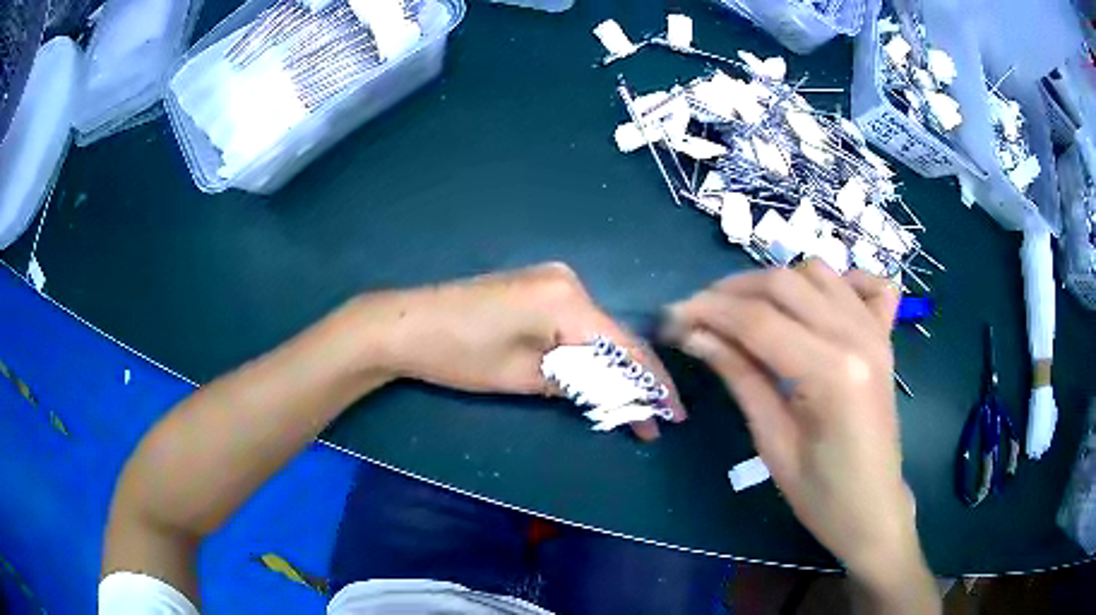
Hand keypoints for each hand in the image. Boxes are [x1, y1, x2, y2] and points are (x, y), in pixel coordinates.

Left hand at [356, 262, 683, 439]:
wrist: (405, 324)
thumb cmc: (458, 353)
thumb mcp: (522, 376)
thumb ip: (578, 382)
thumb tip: (620, 396)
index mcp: (567, 299)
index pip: (624, 346)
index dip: (653, 384)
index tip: (673, 416)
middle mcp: (569, 281)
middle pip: (615, 337)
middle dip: (635, 381)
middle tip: (652, 420)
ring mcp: (552, 281)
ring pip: (598, 332)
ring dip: (613, 370)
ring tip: (631, 408)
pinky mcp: (536, 289)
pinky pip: (577, 324)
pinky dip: (590, 354)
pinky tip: (600, 378)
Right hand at [666, 260, 924, 582]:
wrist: (872, 507)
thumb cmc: (820, 493)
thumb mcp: (772, 442)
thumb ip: (739, 377)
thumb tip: (694, 334)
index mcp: (832, 373)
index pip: (758, 321)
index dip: (708, 311)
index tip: (670, 316)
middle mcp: (857, 337)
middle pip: (784, 284)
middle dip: (731, 291)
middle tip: (697, 315)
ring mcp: (875, 330)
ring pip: (817, 271)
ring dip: (774, 282)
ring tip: (744, 310)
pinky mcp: (884, 335)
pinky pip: (864, 283)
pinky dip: (835, 280)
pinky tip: (814, 302)